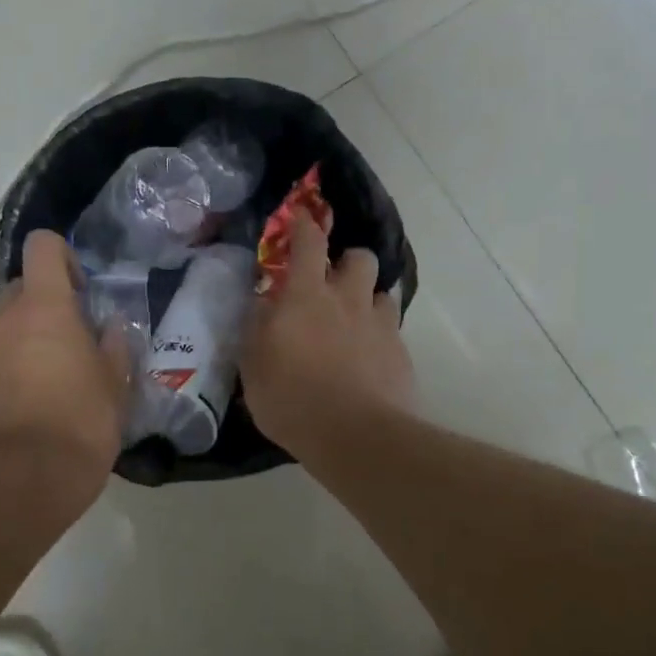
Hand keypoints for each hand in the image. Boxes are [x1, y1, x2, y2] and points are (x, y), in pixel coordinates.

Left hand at [0, 230, 128, 516]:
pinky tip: (32, 398)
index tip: (82, 292)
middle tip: (75, 338)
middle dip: (48, 302)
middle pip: (23, 286)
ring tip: (54, 374)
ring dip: (29, 334)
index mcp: (45, 307)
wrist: (25, 481)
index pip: (42, 246)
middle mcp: (5, 319)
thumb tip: (111, 327)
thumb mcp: (115, 383)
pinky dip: (11, 362)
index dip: (64, 257)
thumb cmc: (81, 422)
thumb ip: (114, 345)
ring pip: (7, 323)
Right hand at [241, 216, 413, 461]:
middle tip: (332, 284)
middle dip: (347, 262)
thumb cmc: (292, 400)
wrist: (356, 436)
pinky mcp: (401, 353)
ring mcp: (380, 325)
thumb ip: (257, 329)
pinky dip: (379, 336)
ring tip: (354, 323)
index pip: (308, 243)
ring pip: (381, 292)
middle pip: (359, 258)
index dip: (304, 225)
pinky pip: (391, 330)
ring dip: (366, 299)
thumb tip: (262, 305)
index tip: (301, 218)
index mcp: (307, 296)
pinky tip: (369, 359)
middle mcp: (348, 300)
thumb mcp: (254, 366)